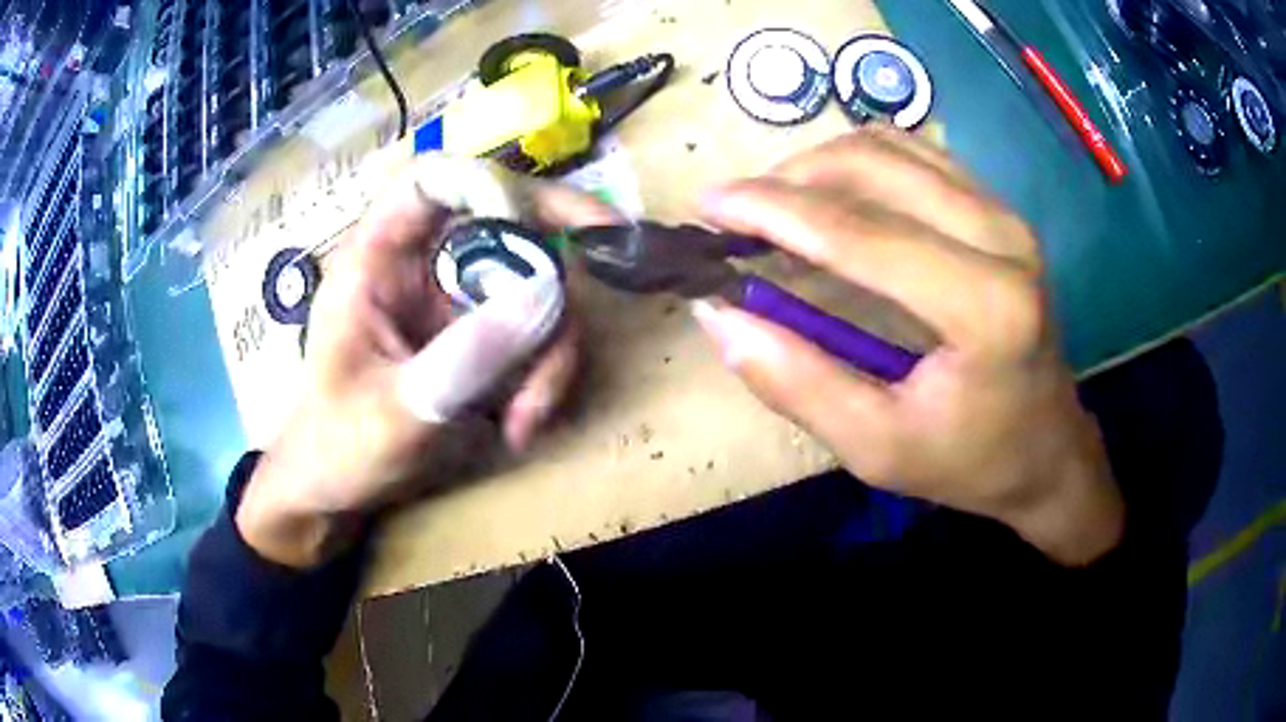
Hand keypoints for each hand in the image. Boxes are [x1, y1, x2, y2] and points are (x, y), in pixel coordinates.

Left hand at [236, 157, 622, 566]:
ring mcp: (451, 302)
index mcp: (378, 258)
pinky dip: (543, 377)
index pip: (438, 181)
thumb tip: (549, 293)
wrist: (330, 491)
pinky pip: (533, 334)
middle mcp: (420, 266)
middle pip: (509, 228)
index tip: (566, 223)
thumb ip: (466, 356)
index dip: (500, 185)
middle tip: (590, 316)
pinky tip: (522, 426)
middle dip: (554, 279)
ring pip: (534, 289)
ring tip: (528, 421)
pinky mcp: (474, 338)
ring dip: (551, 353)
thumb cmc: (337, 448)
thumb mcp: (396, 411)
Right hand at [693, 126, 1122, 565]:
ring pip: (893, 146)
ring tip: (778, 205)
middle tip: (739, 212)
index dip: (773, 211)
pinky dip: (859, 163)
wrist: (1048, 449)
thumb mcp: (877, 448)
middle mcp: (1002, 238)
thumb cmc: (970, 461)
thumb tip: (719, 316)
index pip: (860, 233)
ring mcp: (1005, 213)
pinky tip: (833, 198)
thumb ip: (797, 383)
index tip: (709, 206)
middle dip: (789, 177)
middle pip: (874, 165)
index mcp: (984, 307)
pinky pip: (916, 155)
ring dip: (820, 164)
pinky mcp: (1000, 208)